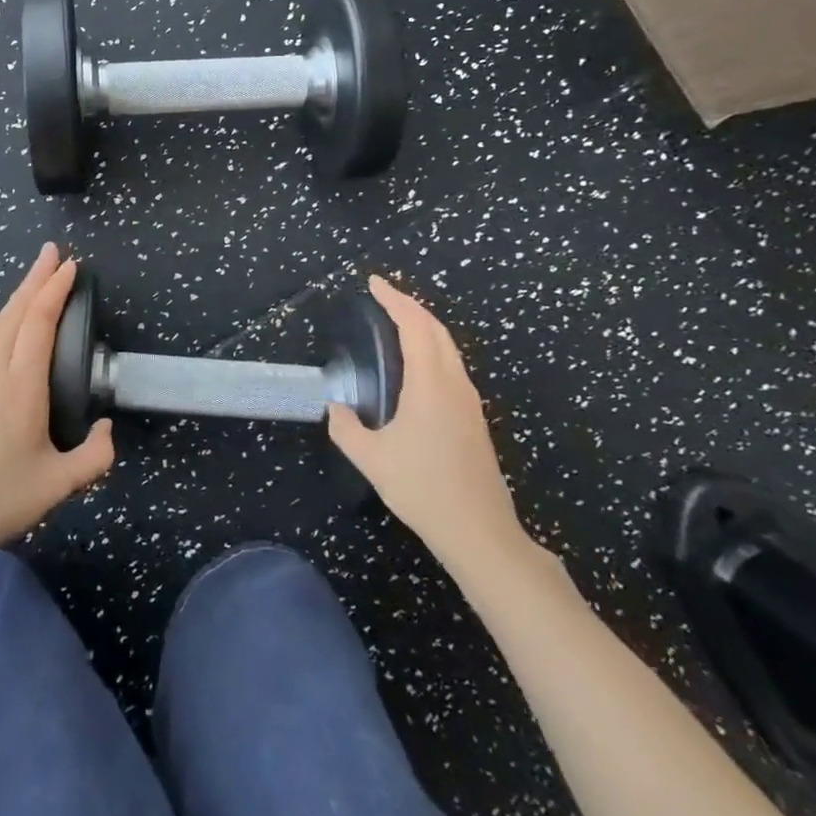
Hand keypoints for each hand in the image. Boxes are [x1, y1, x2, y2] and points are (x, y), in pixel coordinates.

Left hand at [0, 245, 113, 569]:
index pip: (39, 321)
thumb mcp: (57, 486)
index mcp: (21, 385)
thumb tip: (105, 429)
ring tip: (33, 285)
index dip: (55, 289)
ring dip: (16, 301)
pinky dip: (0, 328)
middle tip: (52, 252)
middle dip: (35, 278)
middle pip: (13, 312)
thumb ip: (94, 457)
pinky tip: (4, 337)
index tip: (69, 265)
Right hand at [328, 276, 532, 570]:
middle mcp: (454, 383)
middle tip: (383, 297)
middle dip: (410, 306)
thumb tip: (335, 407)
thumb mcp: (373, 460)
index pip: (414, 325)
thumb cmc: (424, 490)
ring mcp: (469, 401)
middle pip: (436, 329)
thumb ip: (346, 428)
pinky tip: (417, 365)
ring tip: (397, 322)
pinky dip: (432, 348)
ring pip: (448, 347)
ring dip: (424, 327)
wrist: (480, 532)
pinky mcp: (473, 418)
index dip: (394, 299)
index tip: (373, 283)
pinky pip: (451, 365)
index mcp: (431, 384)